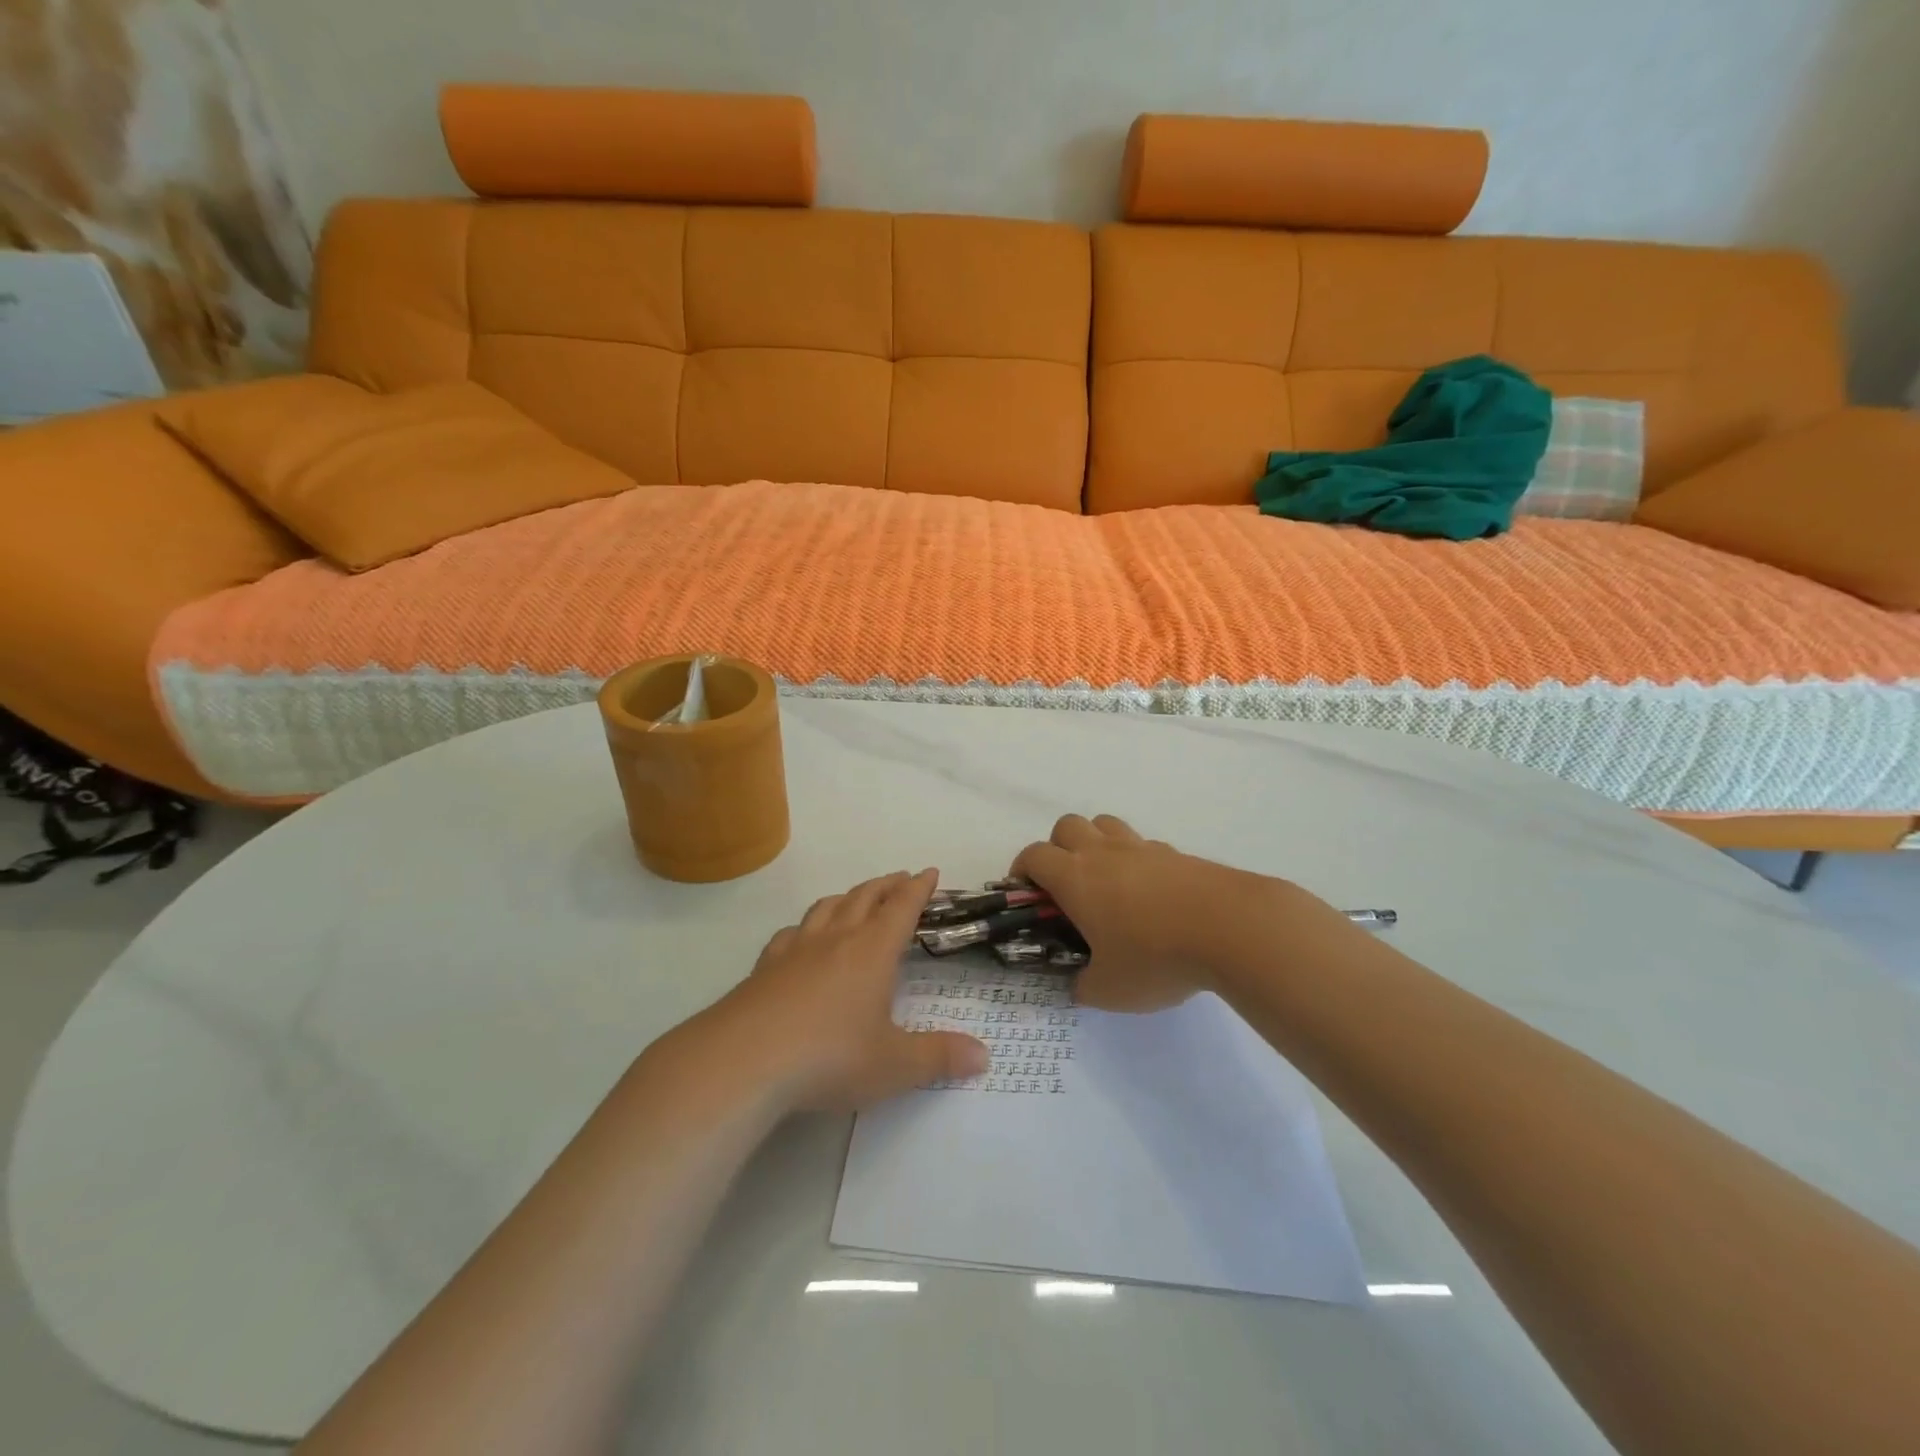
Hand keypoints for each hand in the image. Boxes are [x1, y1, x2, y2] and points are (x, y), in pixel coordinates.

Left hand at [715, 870, 989, 1111]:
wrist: (744, 1061)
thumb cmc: (830, 1057)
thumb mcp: (894, 1065)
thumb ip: (939, 1057)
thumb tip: (984, 1056)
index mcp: (872, 951)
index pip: (901, 907)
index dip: (918, 888)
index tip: (929, 871)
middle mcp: (836, 939)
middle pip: (865, 897)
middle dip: (886, 885)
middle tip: (900, 879)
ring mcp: (796, 949)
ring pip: (826, 907)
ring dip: (847, 897)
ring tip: (856, 898)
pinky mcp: (764, 967)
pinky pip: (791, 933)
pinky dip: (805, 926)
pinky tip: (801, 937)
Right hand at [1011, 814, 1291, 1012]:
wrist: (1231, 927)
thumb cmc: (1156, 957)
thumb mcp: (1110, 990)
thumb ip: (1084, 986)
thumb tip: (1079, 984)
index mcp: (1075, 877)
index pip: (1034, 855)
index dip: (1022, 869)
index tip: (1026, 893)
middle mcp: (1103, 853)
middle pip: (1067, 825)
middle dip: (1057, 848)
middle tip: (1066, 886)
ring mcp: (1142, 848)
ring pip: (1105, 824)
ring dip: (1095, 843)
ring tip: (1105, 881)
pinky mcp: (1176, 853)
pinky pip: (1142, 845)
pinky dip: (1135, 859)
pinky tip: (1150, 894)